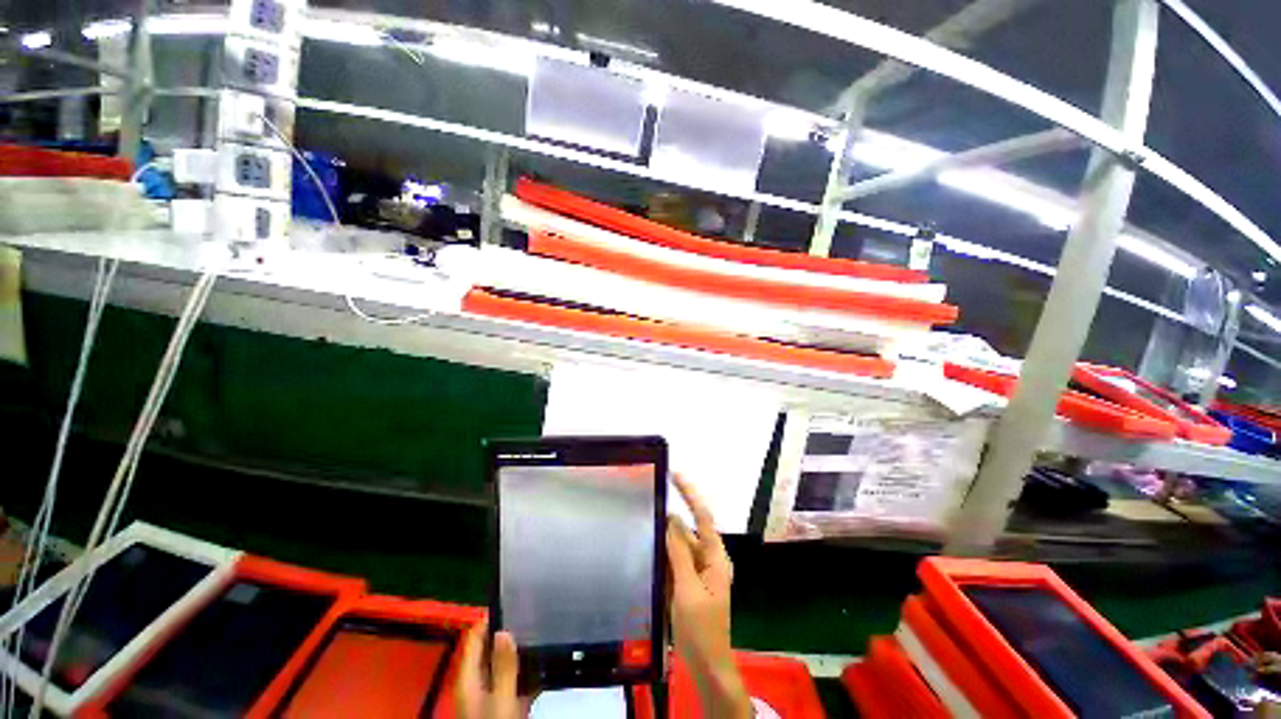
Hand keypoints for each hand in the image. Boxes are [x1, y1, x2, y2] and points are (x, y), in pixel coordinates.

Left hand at [455, 621, 531, 718]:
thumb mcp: (501, 697)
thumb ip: (503, 665)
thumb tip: (503, 631)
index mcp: (467, 678)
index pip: (474, 637)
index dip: (489, 618)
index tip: (511, 600)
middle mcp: (474, 684)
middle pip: (488, 649)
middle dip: (508, 633)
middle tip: (530, 617)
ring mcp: (487, 695)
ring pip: (502, 665)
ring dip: (518, 653)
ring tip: (539, 636)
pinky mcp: (499, 705)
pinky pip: (512, 680)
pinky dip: (524, 671)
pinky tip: (540, 665)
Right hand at [668, 474, 751, 718]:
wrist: (707, 666)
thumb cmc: (701, 629)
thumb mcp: (688, 589)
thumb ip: (679, 553)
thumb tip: (670, 520)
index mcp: (715, 558)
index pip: (703, 516)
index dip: (690, 493)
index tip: (675, 475)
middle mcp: (708, 559)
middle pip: (688, 530)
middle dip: (670, 518)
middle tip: (648, 502)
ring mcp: (698, 572)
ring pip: (679, 546)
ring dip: (664, 537)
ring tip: (642, 523)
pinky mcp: (688, 583)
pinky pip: (674, 561)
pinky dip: (662, 555)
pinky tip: (646, 550)